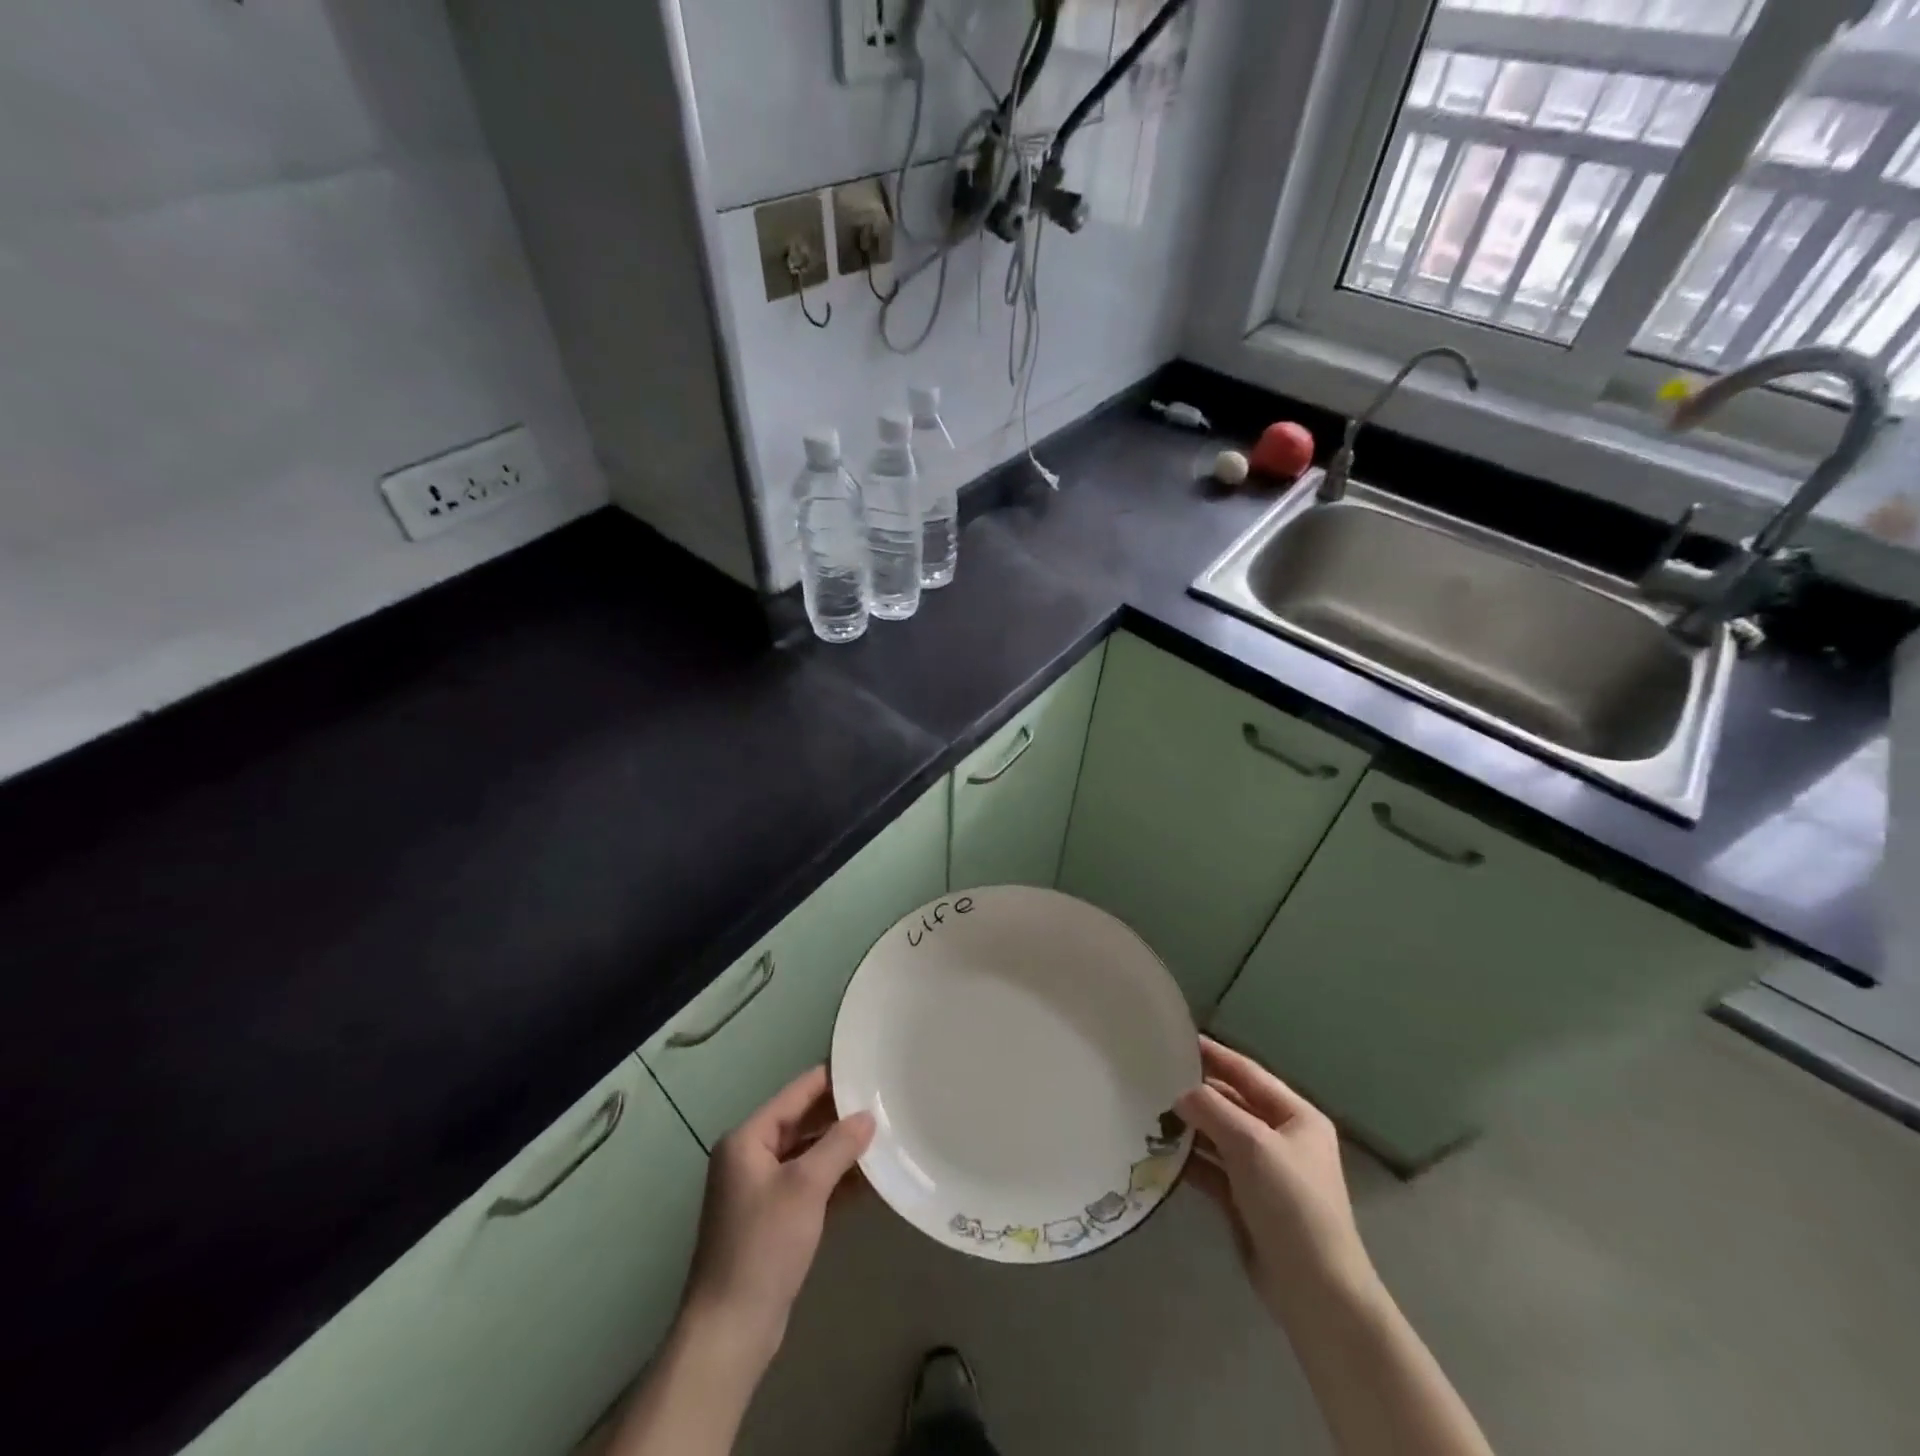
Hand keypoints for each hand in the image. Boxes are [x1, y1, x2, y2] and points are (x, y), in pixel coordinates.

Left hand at [679, 1066, 873, 1371]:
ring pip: (808, 1154)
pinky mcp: (774, 1219)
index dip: (831, 1079)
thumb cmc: (763, 1246)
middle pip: (802, 1122)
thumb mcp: (805, 1187)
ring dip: (841, 1148)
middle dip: (840, 1115)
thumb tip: (867, 1117)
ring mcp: (761, 1189)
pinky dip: (835, 1179)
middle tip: (884, 1101)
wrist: (731, 1330)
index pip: (796, 1093)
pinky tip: (870, 1178)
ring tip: (885, 1135)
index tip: (867, 1066)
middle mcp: (750, 1157)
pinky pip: (809, 1185)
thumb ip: (838, 1145)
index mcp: (747, 1139)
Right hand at [1178, 1037, 1376, 1325]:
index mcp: (1296, 1117)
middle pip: (1231, 1103)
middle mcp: (1281, 1138)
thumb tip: (1178, 1093)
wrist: (1315, 1291)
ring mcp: (1263, 1171)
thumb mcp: (1252, 1144)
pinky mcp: (1246, 1201)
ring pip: (1218, 1135)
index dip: (1213, 1054)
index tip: (1175, 1039)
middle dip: (1195, 1091)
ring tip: (1146, 1108)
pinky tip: (1158, 1149)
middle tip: (1151, 1075)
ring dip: (1188, 1126)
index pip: (1247, 1072)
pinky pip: (1212, 1168)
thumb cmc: (1292, 1203)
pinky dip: (1189, 1159)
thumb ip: (1212, 1109)